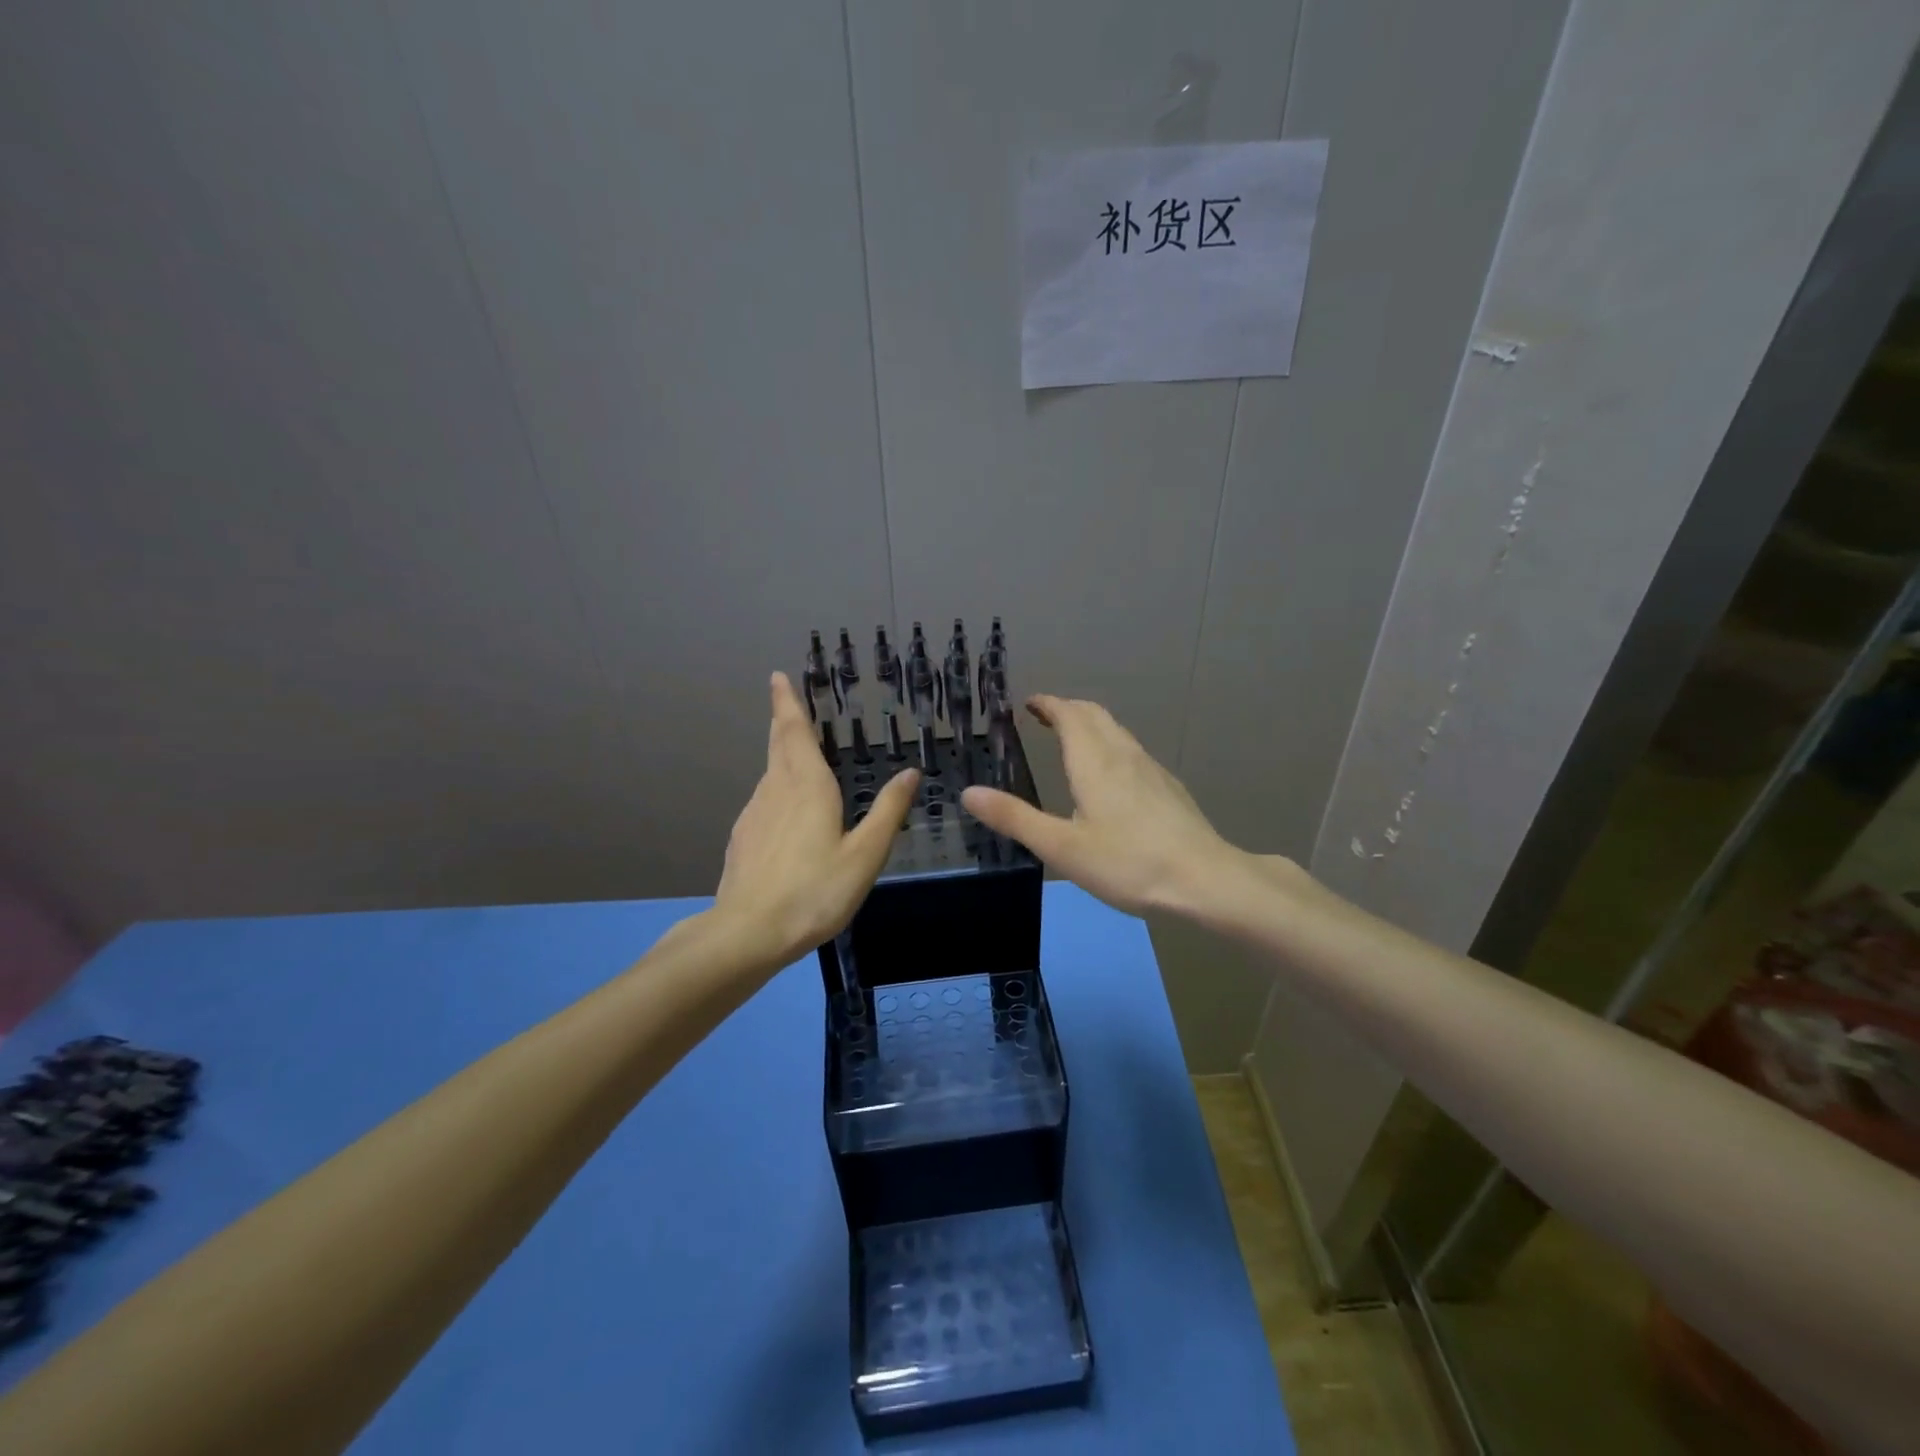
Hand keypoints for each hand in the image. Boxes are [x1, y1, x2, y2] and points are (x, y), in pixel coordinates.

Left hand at [712, 673, 918, 967]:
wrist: (749, 933)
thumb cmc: (815, 891)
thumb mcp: (865, 854)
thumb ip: (888, 811)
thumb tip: (911, 772)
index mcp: (807, 786)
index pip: (794, 732)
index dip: (787, 703)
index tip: (777, 677)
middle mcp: (776, 790)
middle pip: (777, 745)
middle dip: (782, 720)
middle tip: (785, 700)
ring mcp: (754, 814)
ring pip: (770, 773)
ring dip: (781, 754)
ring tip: (797, 752)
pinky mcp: (743, 839)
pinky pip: (764, 800)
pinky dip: (777, 789)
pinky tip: (787, 811)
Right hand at [960, 695, 1252, 918]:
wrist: (1205, 879)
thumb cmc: (1127, 862)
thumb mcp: (1062, 847)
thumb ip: (1015, 818)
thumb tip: (969, 793)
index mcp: (1094, 763)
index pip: (1069, 715)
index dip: (1048, 704)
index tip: (1029, 703)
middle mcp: (1123, 755)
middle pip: (1095, 715)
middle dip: (1068, 709)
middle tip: (1044, 716)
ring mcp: (1150, 769)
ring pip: (1116, 731)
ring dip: (1090, 725)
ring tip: (1072, 739)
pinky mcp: (1168, 787)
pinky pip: (1131, 750)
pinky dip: (1110, 744)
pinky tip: (1111, 775)